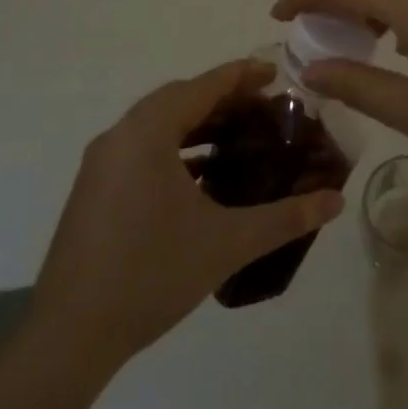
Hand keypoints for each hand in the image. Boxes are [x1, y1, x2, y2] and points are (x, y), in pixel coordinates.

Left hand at [32, 60, 345, 373]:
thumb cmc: (152, 273)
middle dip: (223, 99)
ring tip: (239, 138)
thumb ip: (286, 217)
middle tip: (265, 108)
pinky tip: (202, 178)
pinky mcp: (93, 190)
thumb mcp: (228, 242)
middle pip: (178, 99)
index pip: (202, 86)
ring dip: (198, 124)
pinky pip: (141, 149)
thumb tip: (337, 200)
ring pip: (157, 125)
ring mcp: (101, 164)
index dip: (242, 76)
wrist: (70, 334)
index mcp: (147, 132)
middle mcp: (120, 136)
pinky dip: (175, 149)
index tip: (276, 74)